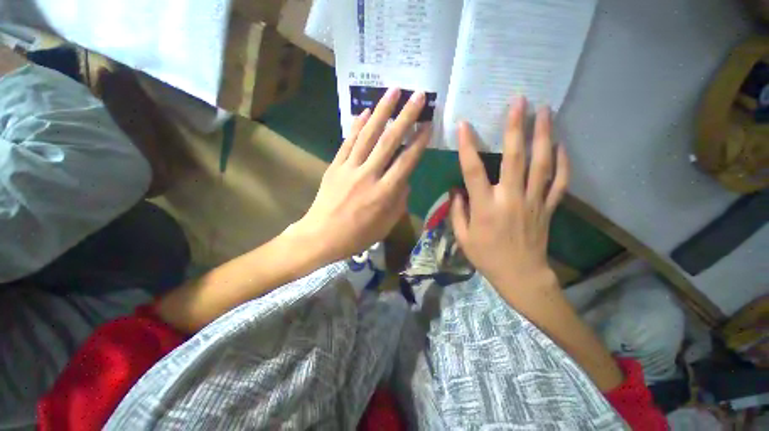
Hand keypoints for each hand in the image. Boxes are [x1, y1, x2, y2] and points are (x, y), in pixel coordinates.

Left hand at [294, 88, 431, 263]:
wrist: (321, 236)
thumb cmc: (357, 236)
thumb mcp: (386, 225)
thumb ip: (399, 202)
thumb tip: (405, 181)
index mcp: (385, 193)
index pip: (406, 161)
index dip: (419, 141)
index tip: (428, 124)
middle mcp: (369, 175)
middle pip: (389, 141)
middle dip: (406, 116)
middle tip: (418, 95)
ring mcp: (349, 168)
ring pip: (368, 135)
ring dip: (382, 111)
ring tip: (393, 91)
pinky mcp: (335, 166)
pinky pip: (347, 142)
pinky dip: (356, 125)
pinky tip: (365, 112)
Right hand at [450, 96, 569, 297]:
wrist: (521, 275)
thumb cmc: (486, 257)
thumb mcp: (463, 237)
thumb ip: (457, 211)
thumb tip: (456, 189)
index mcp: (485, 207)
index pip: (473, 170)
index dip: (467, 146)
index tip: (465, 125)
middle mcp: (510, 198)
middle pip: (515, 158)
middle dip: (516, 127)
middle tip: (519, 101)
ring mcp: (534, 201)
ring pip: (542, 163)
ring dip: (544, 135)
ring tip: (545, 110)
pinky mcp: (548, 207)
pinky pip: (559, 181)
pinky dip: (563, 162)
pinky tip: (562, 145)